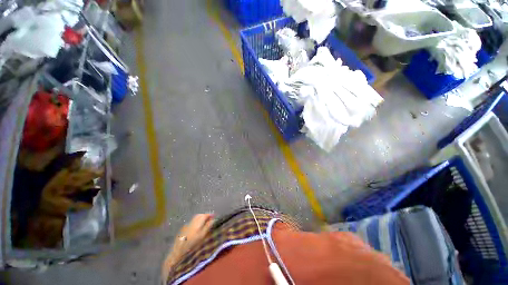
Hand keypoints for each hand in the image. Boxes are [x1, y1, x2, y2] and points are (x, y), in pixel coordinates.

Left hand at [162, 214, 213, 281]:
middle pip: (200, 215)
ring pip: (195, 219)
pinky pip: (191, 223)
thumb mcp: (203, 237)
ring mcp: (186, 226)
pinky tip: (196, 229)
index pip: (205, 215)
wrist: (177, 255)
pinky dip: (195, 223)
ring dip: (200, 219)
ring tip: (205, 224)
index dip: (210, 215)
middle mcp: (191, 222)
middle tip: (210, 219)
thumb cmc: (192, 246)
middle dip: (205, 216)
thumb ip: (208, 226)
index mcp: (197, 223)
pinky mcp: (182, 230)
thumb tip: (213, 219)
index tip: (214, 217)